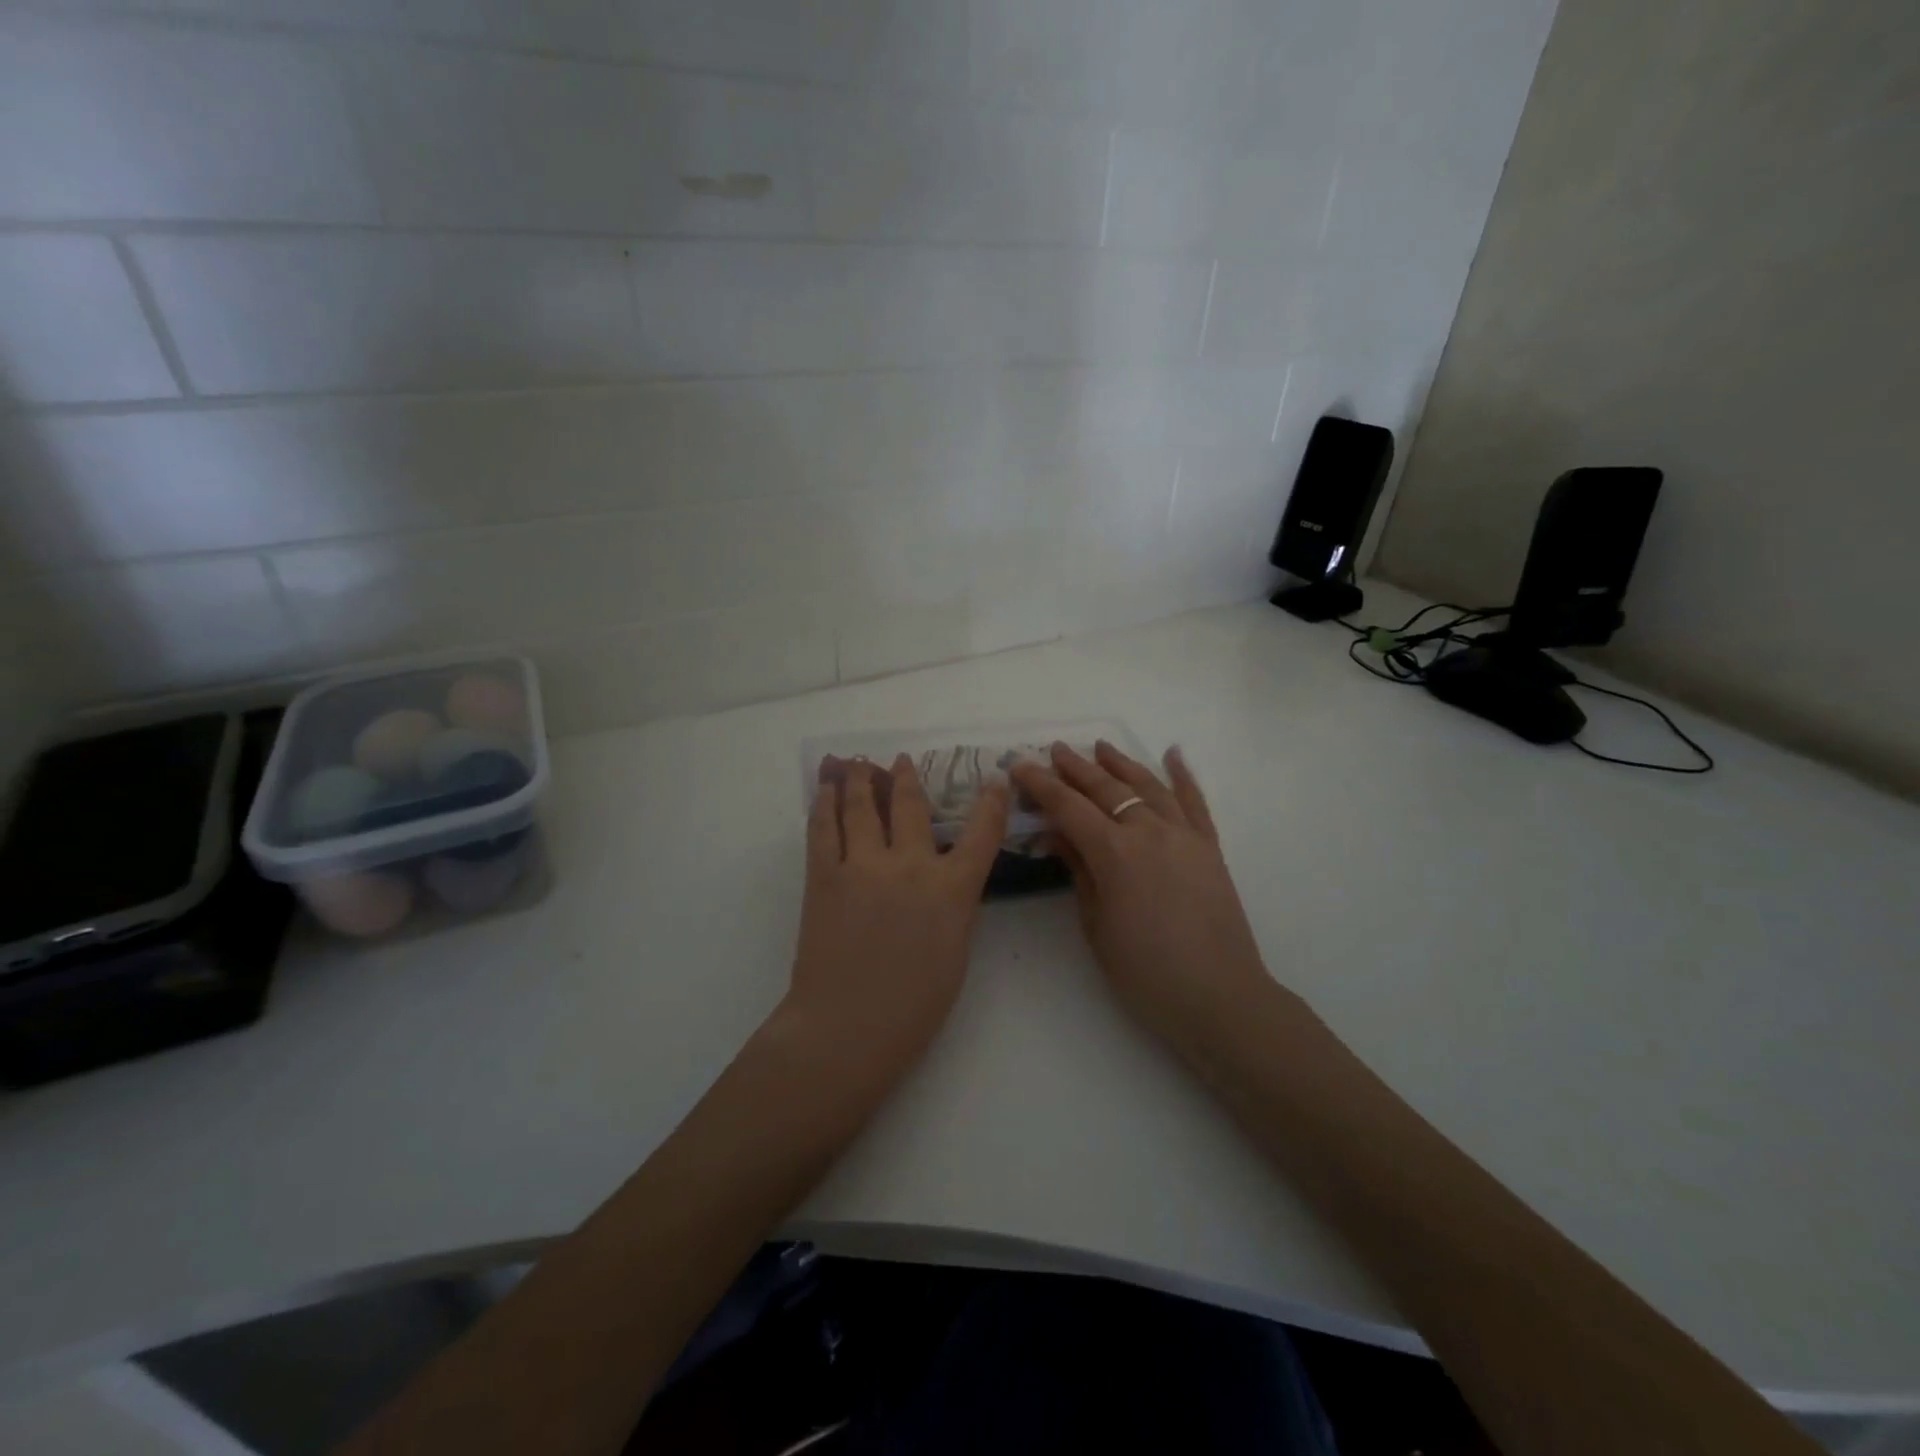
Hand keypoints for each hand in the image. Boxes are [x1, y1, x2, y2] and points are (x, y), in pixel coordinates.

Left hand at [781, 756, 1009, 1085]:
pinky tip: (824, 790)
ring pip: (861, 807)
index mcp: (951, 890)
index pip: (981, 834)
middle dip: (907, 778)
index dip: (991, 803)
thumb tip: (946, 879)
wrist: (847, 1028)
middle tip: (902, 760)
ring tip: (857, 762)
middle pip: (910, 806)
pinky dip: (824, 803)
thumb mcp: (956, 953)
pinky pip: (823, 828)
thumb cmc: (913, 1006)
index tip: (994, 781)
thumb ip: (954, 907)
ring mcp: (862, 866)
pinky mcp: (823, 875)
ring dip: (860, 778)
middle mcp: (909, 866)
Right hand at [1011, 742, 1272, 1056]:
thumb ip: (1078, 871)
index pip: (1068, 807)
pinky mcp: (1210, 847)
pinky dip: (1184, 775)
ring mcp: (1184, 835)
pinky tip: (1174, 754)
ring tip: (1100, 747)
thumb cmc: (1144, 972)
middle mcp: (1148, 831)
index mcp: (1114, 853)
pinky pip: (1195, 802)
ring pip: (1148, 786)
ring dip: (1122, 763)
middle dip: (1076, 767)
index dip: (1041, 784)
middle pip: (1106, 788)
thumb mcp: (1096, 925)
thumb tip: (1057, 834)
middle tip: (1054, 750)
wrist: (1218, 997)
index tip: (1021, 765)